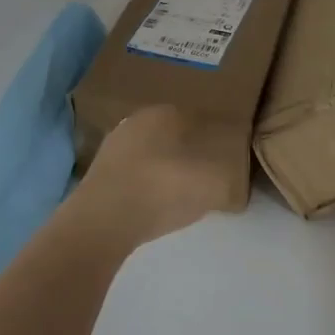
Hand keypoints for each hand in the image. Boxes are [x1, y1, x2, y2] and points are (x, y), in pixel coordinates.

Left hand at [70, 106, 230, 247]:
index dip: (213, 137)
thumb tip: (236, 187)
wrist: (104, 222)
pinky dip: (146, 187)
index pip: (196, 118)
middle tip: (205, 176)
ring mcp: (112, 148)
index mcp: (163, 112)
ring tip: (181, 194)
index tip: (224, 157)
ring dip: (165, 170)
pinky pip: (133, 176)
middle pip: (171, 136)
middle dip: (188, 152)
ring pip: (150, 155)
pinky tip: (154, 205)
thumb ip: (230, 181)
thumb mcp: (212, 185)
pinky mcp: (98, 176)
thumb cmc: (163, 189)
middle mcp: (135, 122)